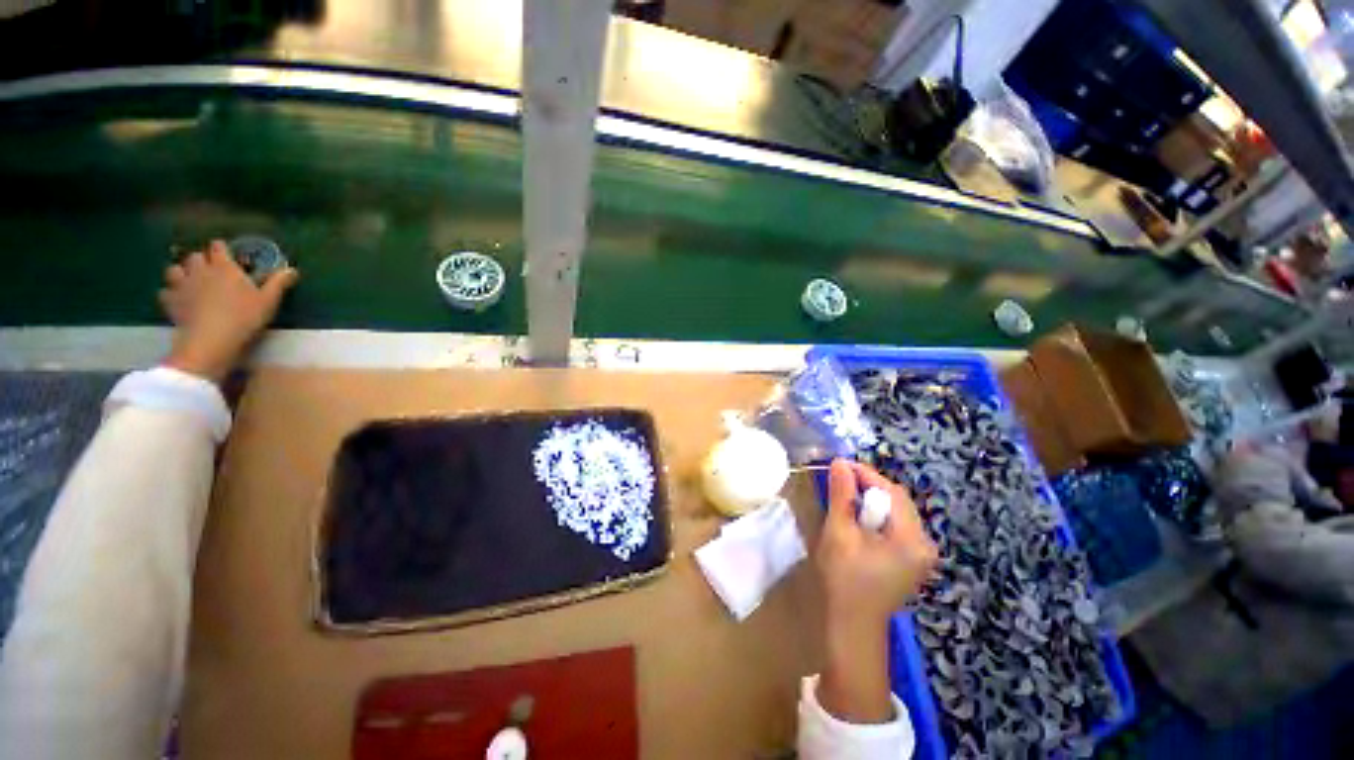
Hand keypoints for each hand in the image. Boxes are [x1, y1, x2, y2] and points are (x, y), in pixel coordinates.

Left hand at [160, 240, 298, 383]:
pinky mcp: (170, 301)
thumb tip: (292, 269)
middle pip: (195, 256)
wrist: (211, 339)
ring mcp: (182, 285)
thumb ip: (278, 283)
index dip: (223, 249)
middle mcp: (200, 270)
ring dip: (181, 273)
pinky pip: (165, 291)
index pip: (219, 247)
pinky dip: (171, 293)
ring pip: (174, 269)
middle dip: (201, 260)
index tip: (229, 255)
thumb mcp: (268, 301)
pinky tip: (178, 300)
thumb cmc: (244, 317)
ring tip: (190, 282)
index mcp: (224, 267)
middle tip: (210, 271)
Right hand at [816, 459, 936, 723]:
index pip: (891, 492)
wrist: (852, 627)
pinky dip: (875, 517)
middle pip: (897, 500)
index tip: (839, 464)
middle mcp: (925, 544)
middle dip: (868, 487)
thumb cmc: (844, 580)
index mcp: (912, 539)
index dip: (865, 474)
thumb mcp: (839, 533)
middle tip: (839, 480)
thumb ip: (841, 496)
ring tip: (844, 498)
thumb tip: (839, 463)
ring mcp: (921, 554)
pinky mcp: (912, 560)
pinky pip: (895, 526)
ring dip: (870, 501)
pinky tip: (857, 520)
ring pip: (895, 512)